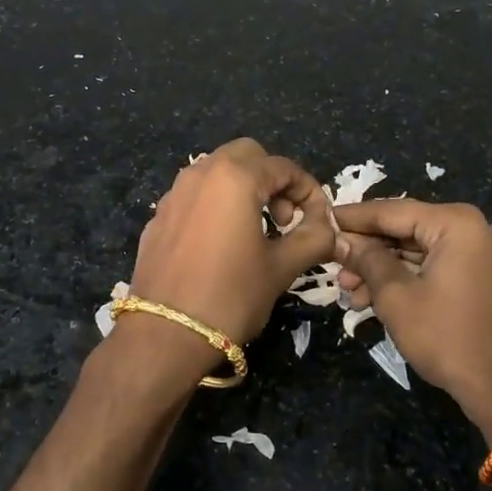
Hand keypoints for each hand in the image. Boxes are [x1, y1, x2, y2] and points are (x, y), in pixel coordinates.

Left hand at [110, 139, 335, 392]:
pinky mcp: (159, 216)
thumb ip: (313, 239)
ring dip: (244, 188)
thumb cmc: (230, 296)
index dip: (309, 191)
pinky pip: (195, 196)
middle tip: (284, 220)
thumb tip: (333, 231)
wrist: (165, 334)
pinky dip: (216, 205)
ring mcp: (174, 193)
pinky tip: (221, 244)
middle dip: (273, 180)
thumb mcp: (281, 268)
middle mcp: (201, 173)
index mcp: (235, 177)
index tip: (319, 221)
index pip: (284, 167)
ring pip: (217, 171)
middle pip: (248, 156)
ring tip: (255, 230)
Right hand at [334, 199, 491, 437]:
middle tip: (332, 265)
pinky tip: (372, 299)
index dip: (353, 218)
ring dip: (381, 269)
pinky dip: (404, 280)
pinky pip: (432, 268)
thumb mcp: (396, 296)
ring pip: (416, 252)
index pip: (391, 211)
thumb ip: (367, 260)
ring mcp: (478, 254)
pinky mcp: (478, 278)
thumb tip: (340, 240)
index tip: (321, 218)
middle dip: (366, 250)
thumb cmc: (448, 337)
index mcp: (455, 223)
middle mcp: (471, 229)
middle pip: (404, 230)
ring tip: (347, 290)